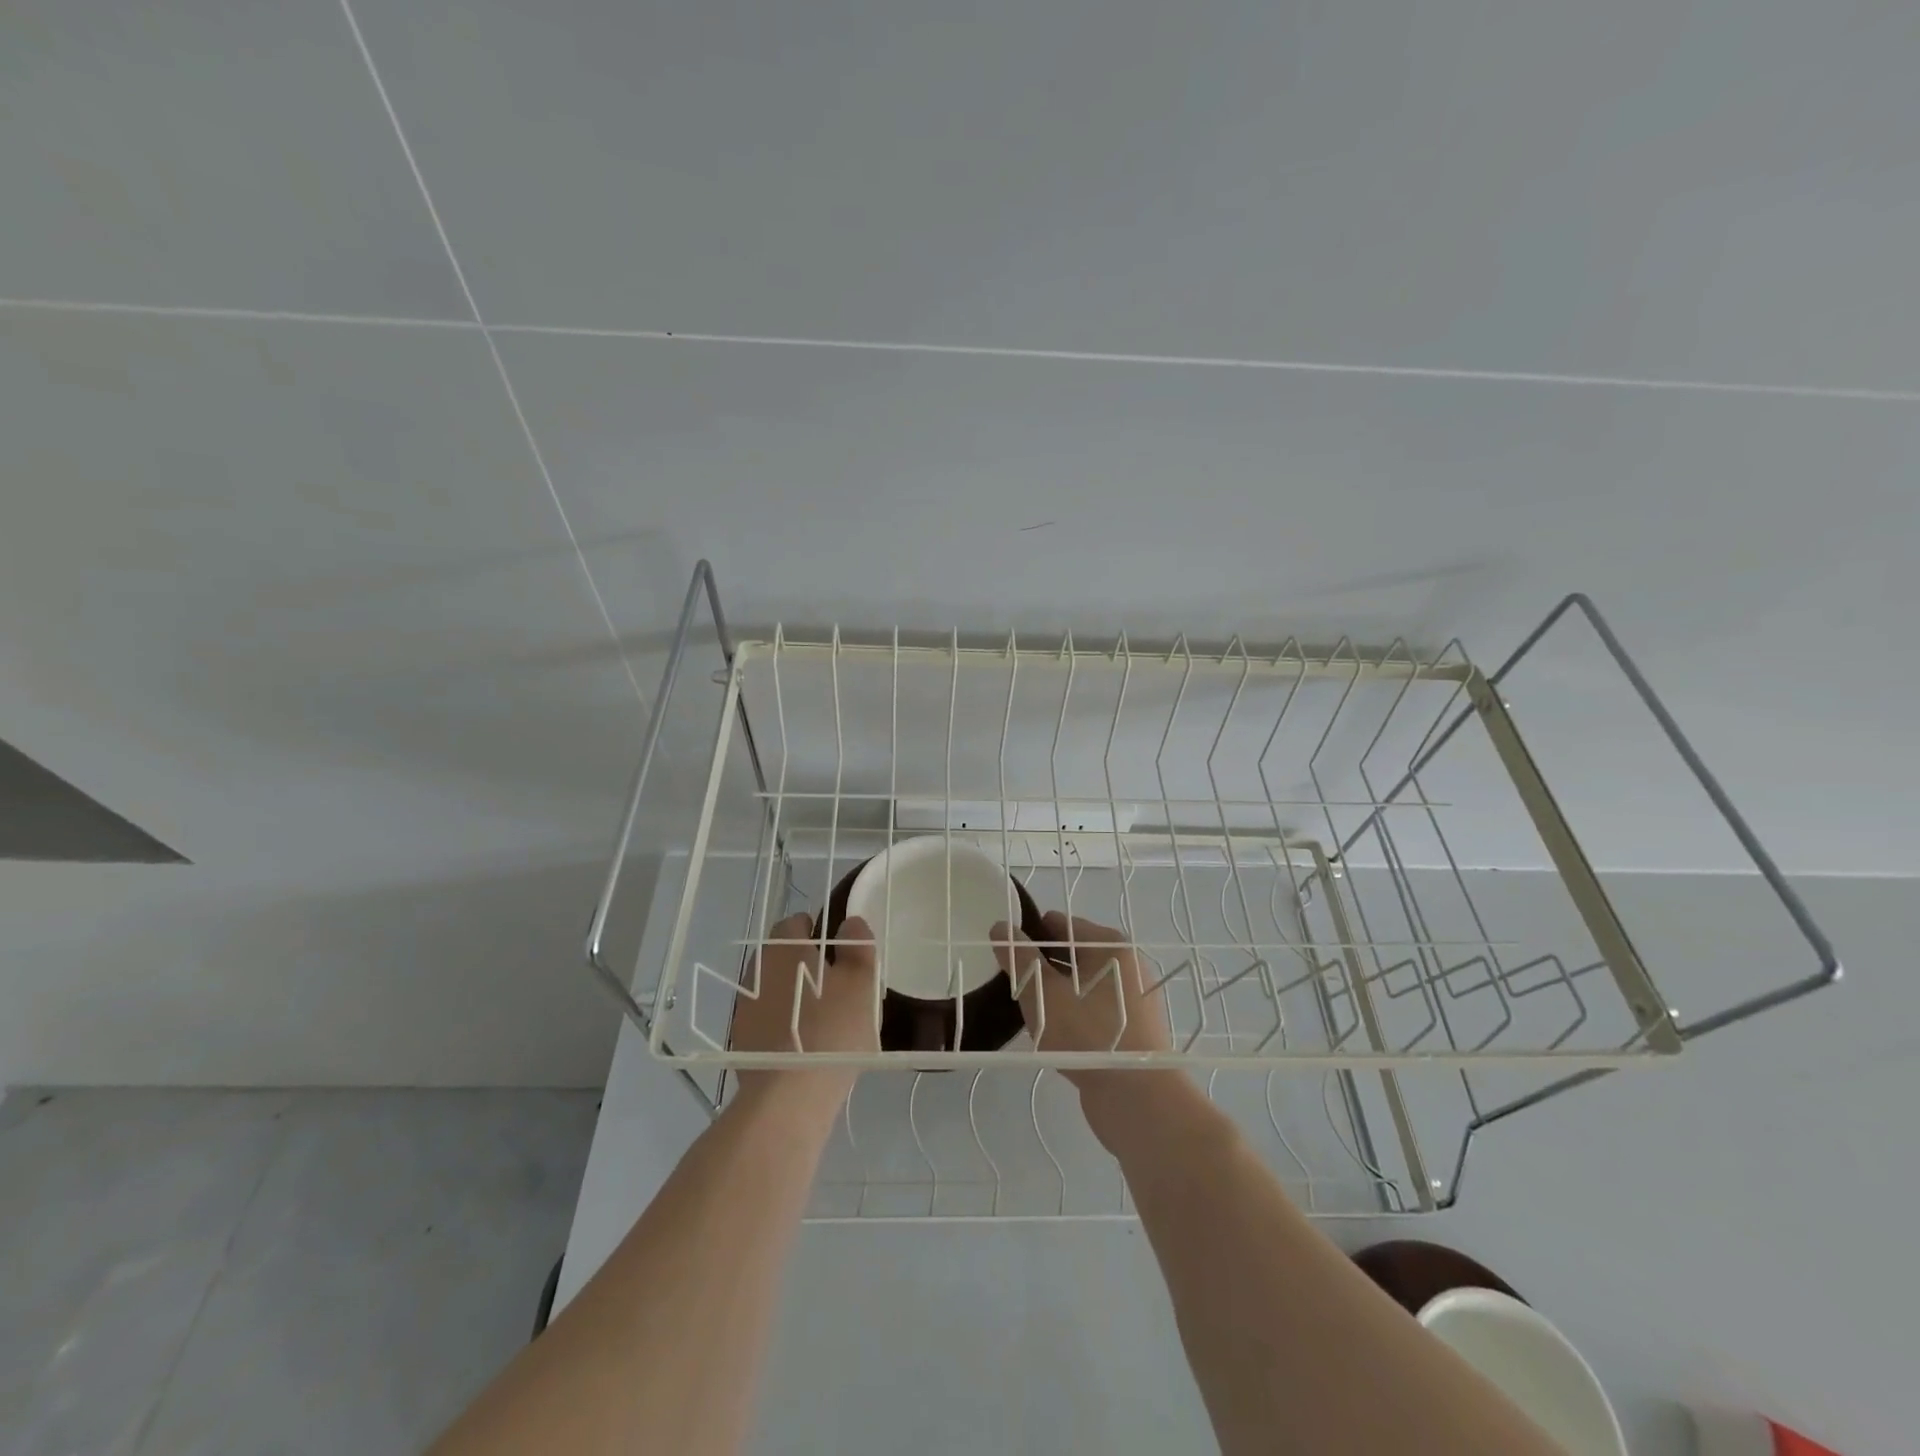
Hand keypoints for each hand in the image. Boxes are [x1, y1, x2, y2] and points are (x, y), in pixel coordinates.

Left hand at [730, 912, 878, 1110]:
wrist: (788, 1097)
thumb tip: (850, 923)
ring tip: (822, 1019)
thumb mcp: (861, 982)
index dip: (818, 930)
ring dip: (793, 994)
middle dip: (805, 964)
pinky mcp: (741, 1041)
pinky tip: (804, 1045)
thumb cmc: (831, 1029)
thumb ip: (858, 946)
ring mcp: (744, 1008)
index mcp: (784, 948)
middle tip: (836, 985)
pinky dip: (783, 1024)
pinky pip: (767, 1020)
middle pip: (782, 956)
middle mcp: (757, 970)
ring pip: (774, 988)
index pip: (795, 923)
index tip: (838, 951)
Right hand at [990, 911, 1171, 1084]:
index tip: (1004, 951)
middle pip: (1073, 953)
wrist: (1138, 1102)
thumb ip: (1019, 959)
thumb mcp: (1043, 994)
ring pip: (1082, 984)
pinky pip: (1093, 1010)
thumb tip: (1000, 927)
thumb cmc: (1089, 1036)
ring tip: (1024, 1006)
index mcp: (1111, 946)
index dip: (1029, 933)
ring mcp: (1132, 999)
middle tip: (1010, 981)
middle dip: (1041, 964)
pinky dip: (1071, 1013)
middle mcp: (1126, 966)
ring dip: (1054, 991)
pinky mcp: (1131, 1030)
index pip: (1061, 924)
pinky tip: (1049, 1031)